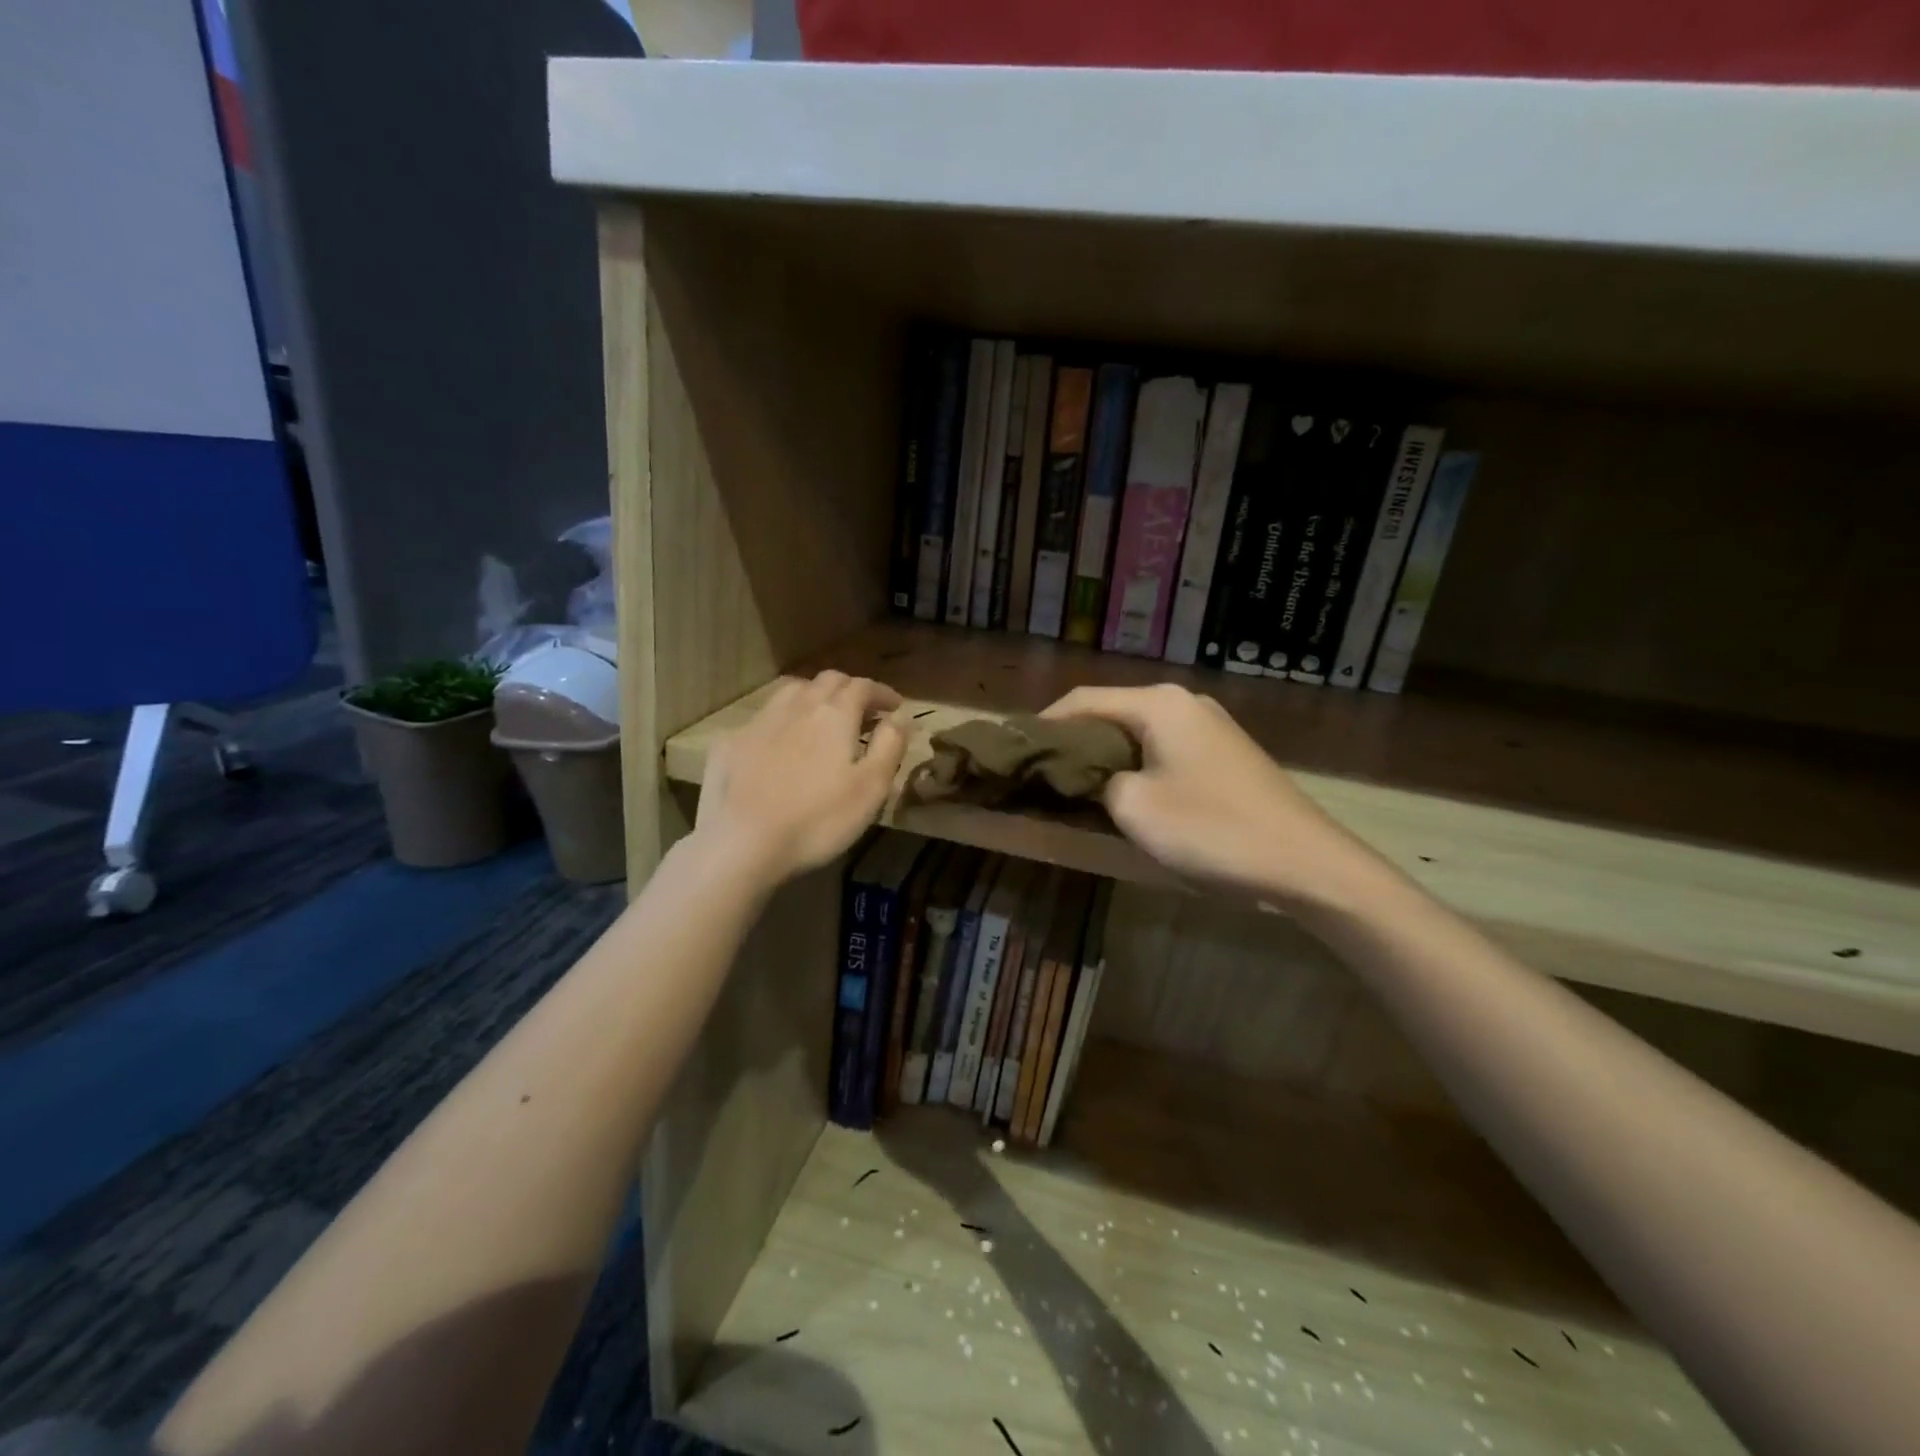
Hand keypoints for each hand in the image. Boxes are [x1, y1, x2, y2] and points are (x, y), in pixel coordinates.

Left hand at [694, 671, 907, 885]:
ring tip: (822, 718)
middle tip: (863, 711)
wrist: (742, 843)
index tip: (895, 706)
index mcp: (834, 714)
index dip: (882, 692)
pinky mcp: (731, 743)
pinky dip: (782, 721)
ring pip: (792, 691)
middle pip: (827, 681)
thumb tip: (901, 717)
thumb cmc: (819, 819)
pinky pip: (763, 718)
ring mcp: (759, 722)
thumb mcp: (871, 788)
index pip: (863, 686)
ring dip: (814, 696)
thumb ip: (890, 746)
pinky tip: (780, 743)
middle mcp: (797, 706)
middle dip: (849, 689)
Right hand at [1042, 683, 1381, 909]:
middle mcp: (1183, 701)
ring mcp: (1208, 725)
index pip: (1081, 700)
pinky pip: (1162, 747)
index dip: (1043, 724)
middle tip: (1040, 772)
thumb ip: (1096, 781)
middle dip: (1073, 740)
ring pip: (1136, 731)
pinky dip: (1134, 763)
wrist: (1306, 862)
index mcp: (1158, 703)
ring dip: (1103, 754)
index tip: (1015, 750)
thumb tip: (1088, 775)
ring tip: (1073, 783)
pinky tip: (1123, 791)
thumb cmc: (1212, 829)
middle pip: (1109, 711)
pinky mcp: (1223, 752)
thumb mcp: (1134, 808)